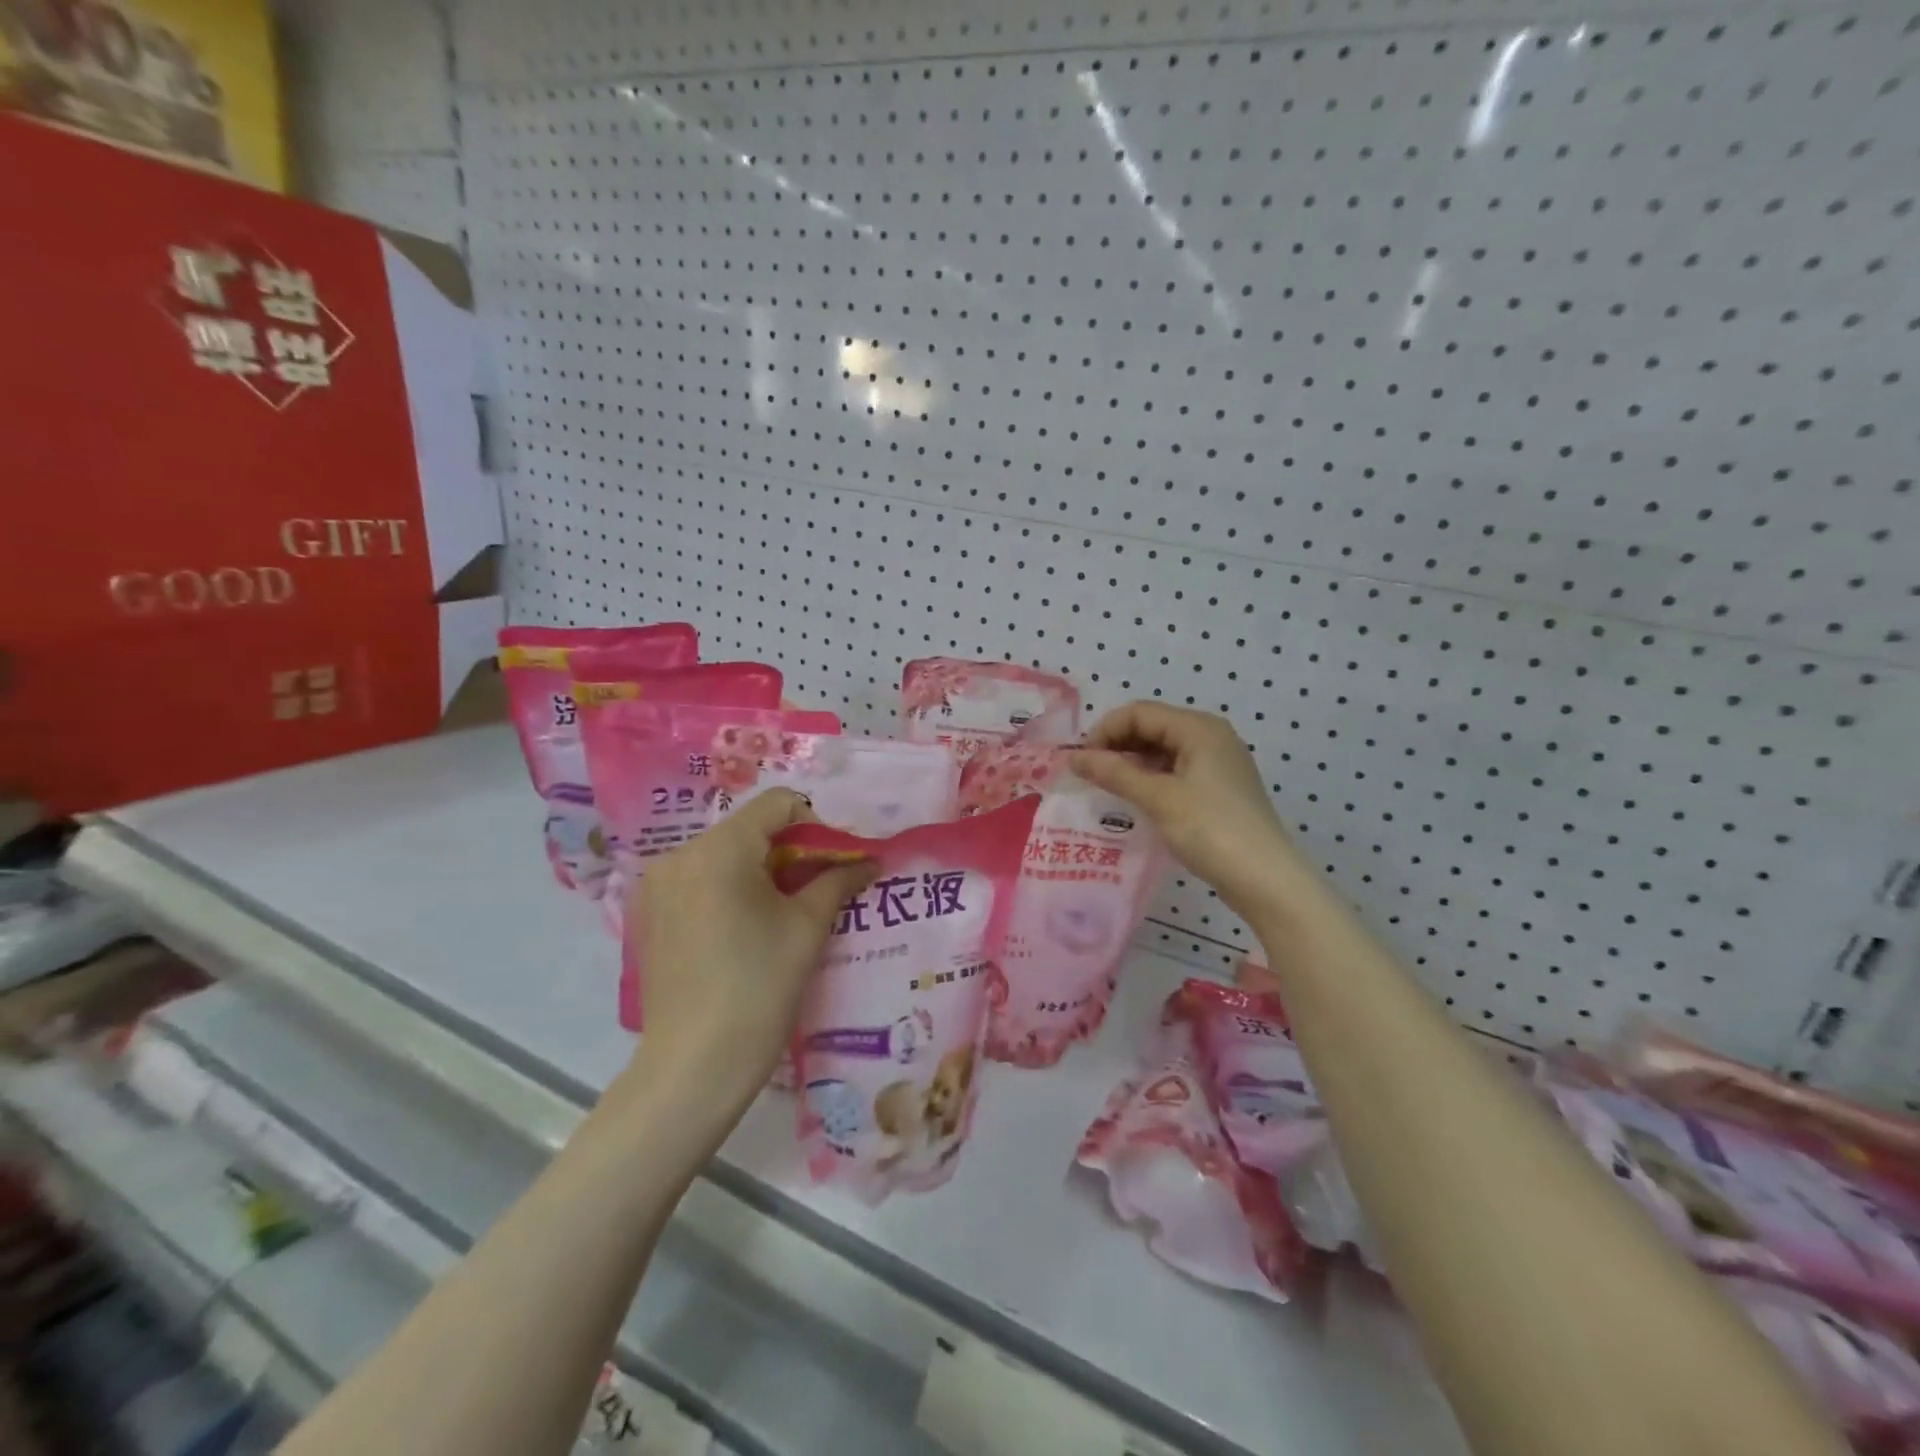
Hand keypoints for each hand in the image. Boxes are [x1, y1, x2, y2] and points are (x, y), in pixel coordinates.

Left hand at [627, 790, 875, 1100]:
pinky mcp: (648, 914)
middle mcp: (680, 854)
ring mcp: (657, 885)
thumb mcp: (807, 928)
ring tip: (783, 911)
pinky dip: (729, 888)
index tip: (834, 862)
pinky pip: (699, 880)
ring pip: (723, 854)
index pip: (777, 804)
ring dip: (759, 869)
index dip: (816, 824)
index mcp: (719, 849)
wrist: (694, 1065)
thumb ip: (838, 880)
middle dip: (789, 849)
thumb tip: (870, 860)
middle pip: (748, 828)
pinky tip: (744, 929)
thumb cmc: (759, 988)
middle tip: (817, 886)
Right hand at [1071, 702, 1303, 922]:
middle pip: (1152, 726)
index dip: (1105, 731)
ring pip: (1163, 749)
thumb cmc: (1210, 829)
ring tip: (1106, 785)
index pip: (1140, 712)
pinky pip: (1176, 769)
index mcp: (1198, 727)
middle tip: (1088, 773)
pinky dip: (1151, 776)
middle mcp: (1210, 736)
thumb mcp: (1157, 798)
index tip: (1080, 760)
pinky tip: (1134, 796)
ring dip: (1132, 761)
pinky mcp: (1219, 787)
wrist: (1265, 878)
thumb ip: (1114, 773)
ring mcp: (1218, 762)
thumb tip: (1073, 757)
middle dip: (1117, 744)